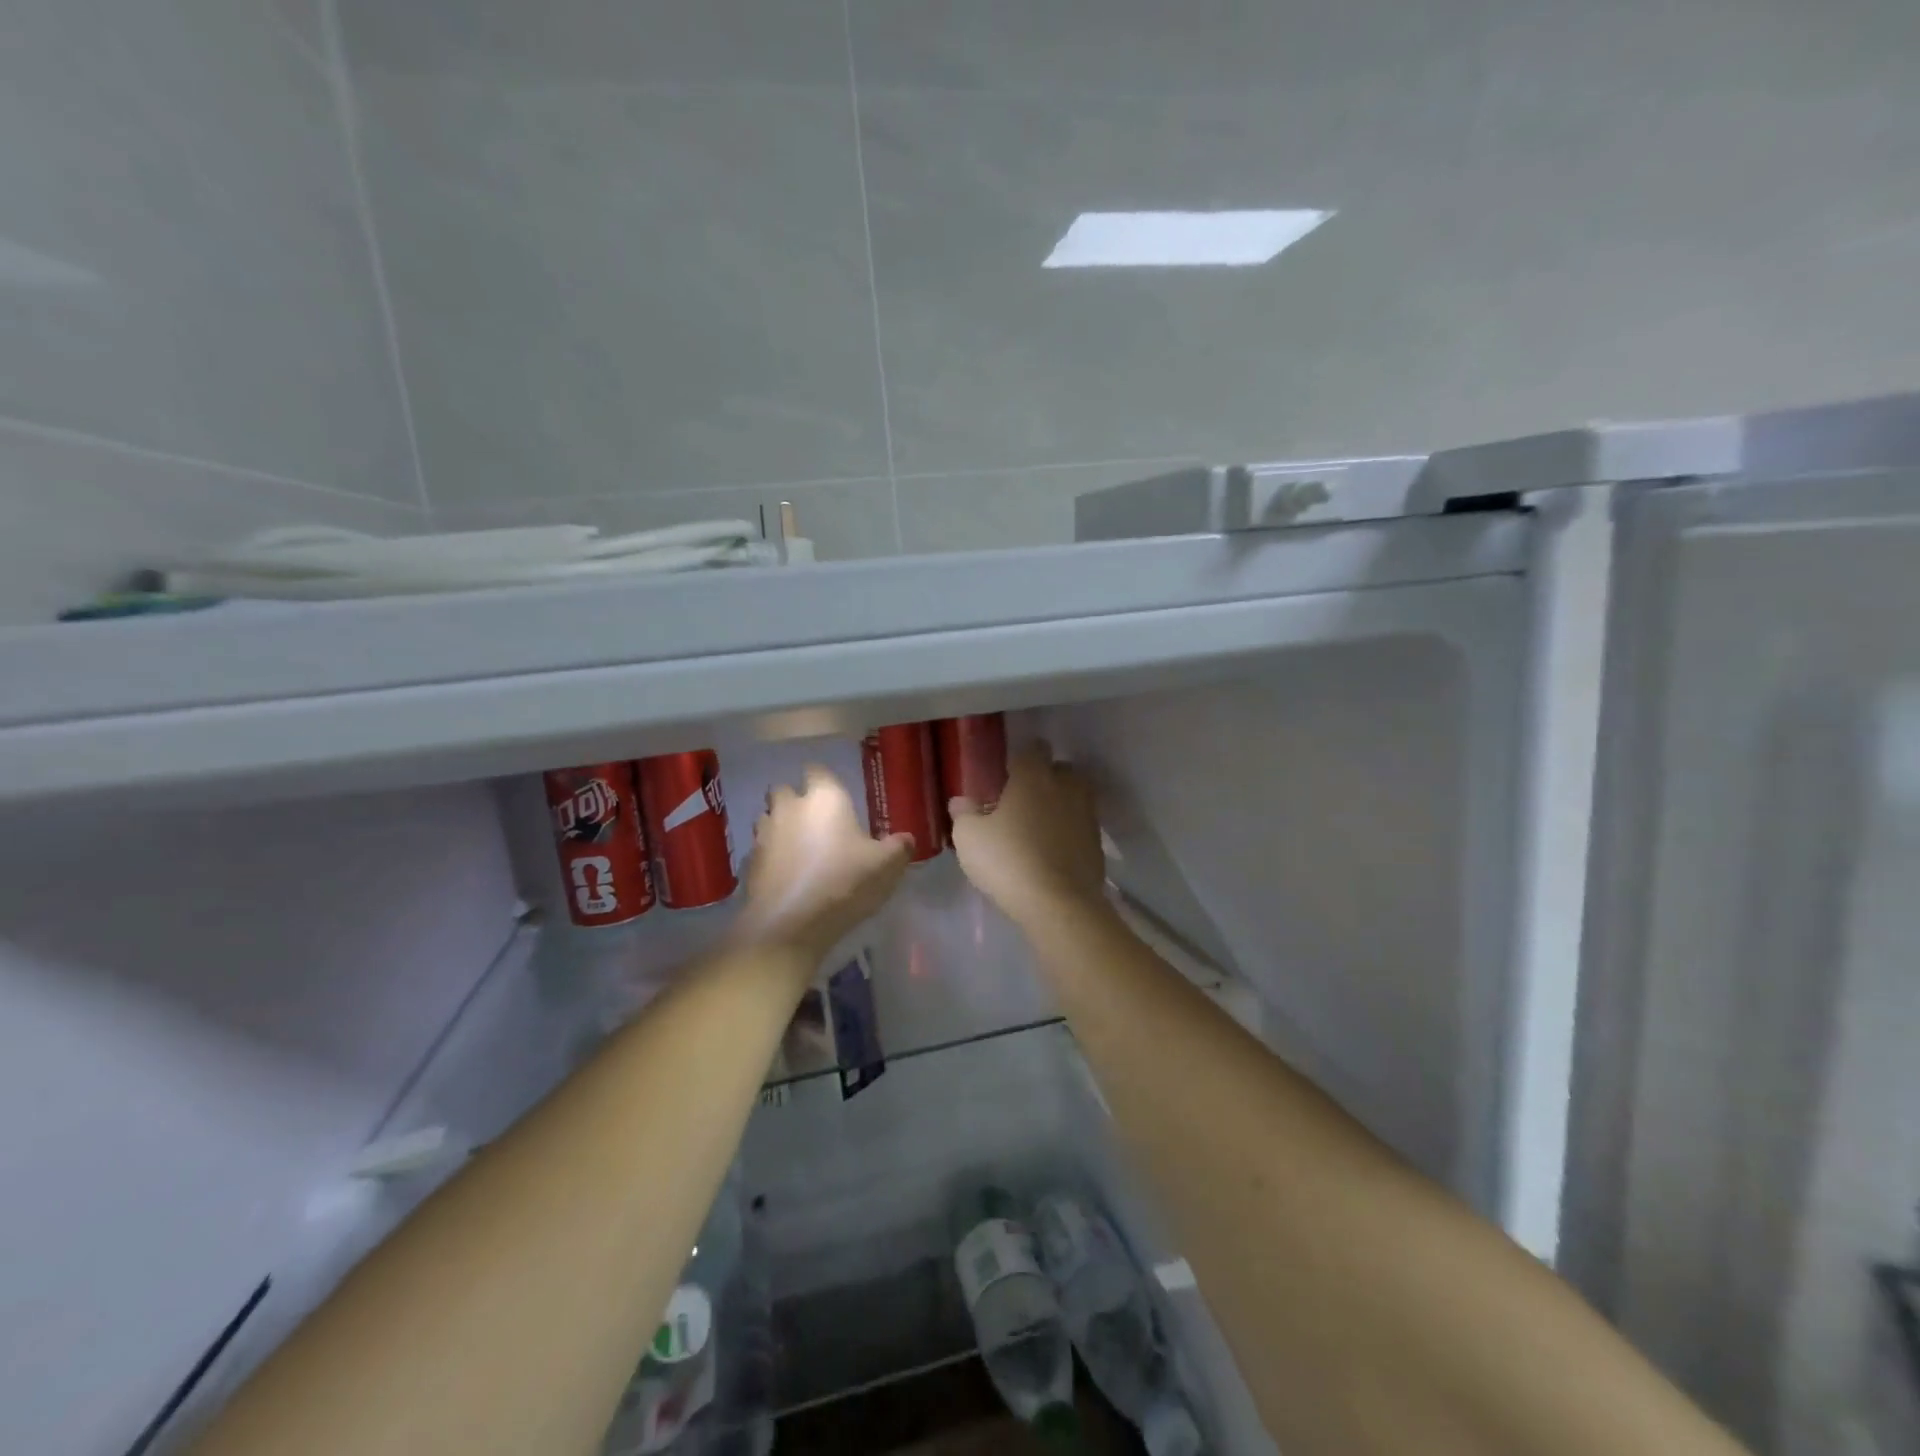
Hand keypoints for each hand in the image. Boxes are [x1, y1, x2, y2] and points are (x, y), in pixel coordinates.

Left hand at [730, 765, 911, 962]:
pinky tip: (785, 874)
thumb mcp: (886, 866)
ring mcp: (765, 833)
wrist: (790, 924)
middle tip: (816, 821)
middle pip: (784, 789)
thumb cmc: (844, 883)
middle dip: (795, 799)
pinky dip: (770, 856)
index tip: (836, 796)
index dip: (824, 780)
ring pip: (767, 817)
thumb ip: (899, 848)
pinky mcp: (750, 861)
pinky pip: (760, 849)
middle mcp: (790, 807)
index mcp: (825, 798)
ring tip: (799, 847)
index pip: (817, 770)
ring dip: (779, 825)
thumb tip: (906, 839)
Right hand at [948, 744, 1105, 924]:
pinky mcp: (1098, 843)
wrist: (1058, 904)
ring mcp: (1087, 814)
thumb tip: (961, 800)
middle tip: (1022, 802)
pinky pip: (1081, 827)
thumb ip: (964, 813)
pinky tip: (1053, 852)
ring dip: (1060, 806)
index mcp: (1034, 776)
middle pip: (1059, 770)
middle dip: (1045, 779)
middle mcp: (1066, 786)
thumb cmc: (1008, 860)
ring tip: (1038, 828)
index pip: (1032, 749)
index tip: (1006, 775)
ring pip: (1074, 798)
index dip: (1020, 759)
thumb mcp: (969, 837)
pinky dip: (1070, 833)